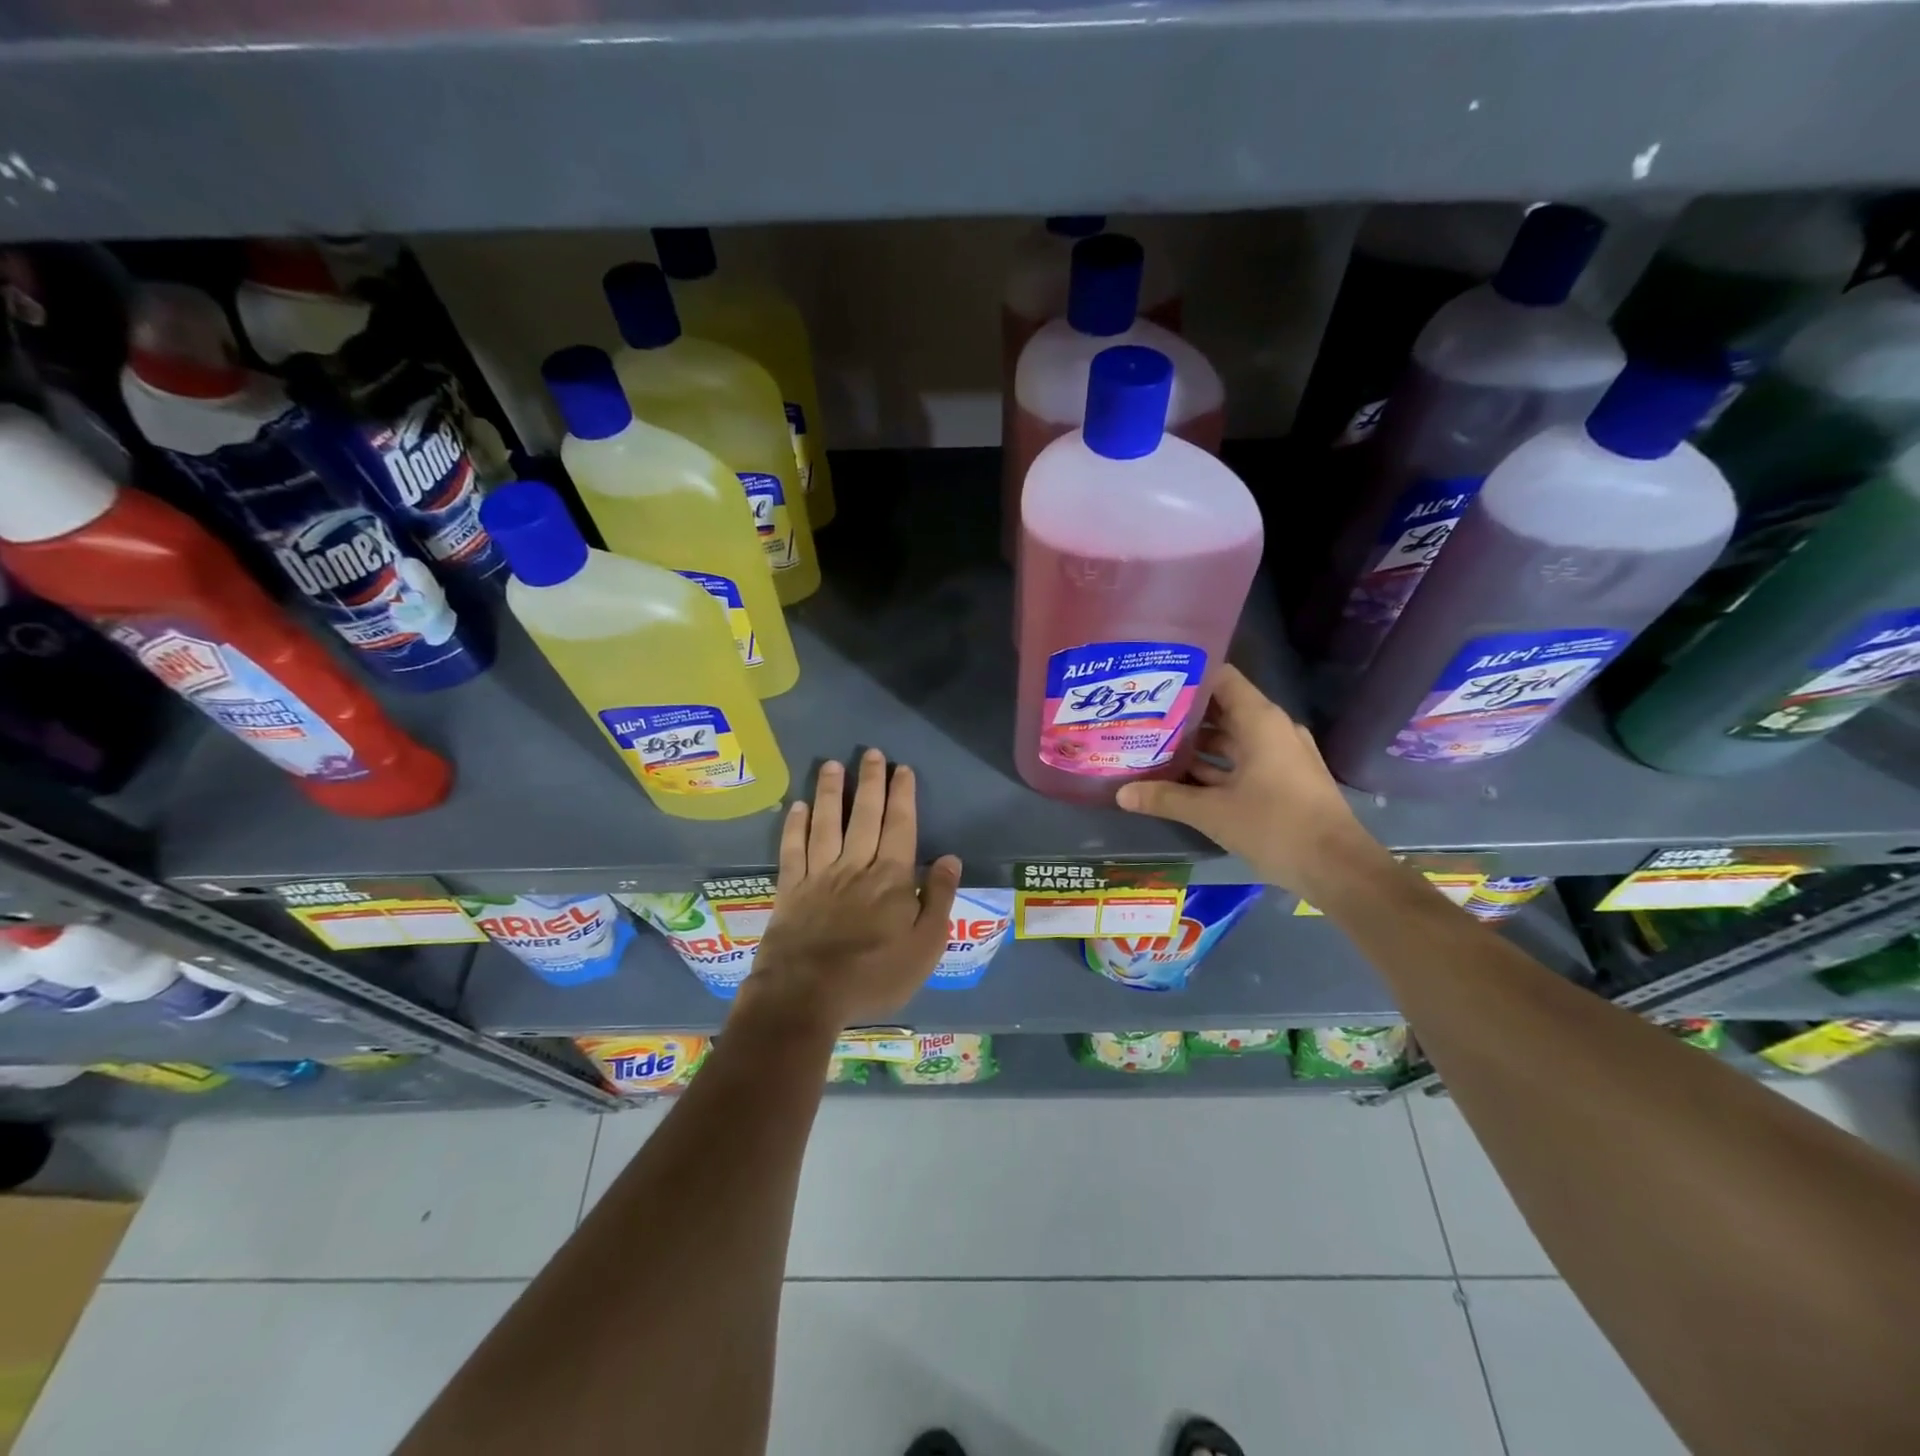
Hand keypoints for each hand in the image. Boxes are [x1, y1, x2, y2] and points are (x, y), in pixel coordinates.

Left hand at [733, 749, 962, 1037]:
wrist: (807, 995)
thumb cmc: (874, 975)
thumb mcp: (925, 946)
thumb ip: (939, 899)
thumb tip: (951, 858)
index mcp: (892, 877)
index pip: (900, 826)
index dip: (902, 795)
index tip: (903, 769)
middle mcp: (855, 865)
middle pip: (864, 815)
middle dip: (869, 782)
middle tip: (872, 753)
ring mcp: (819, 875)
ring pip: (826, 823)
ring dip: (830, 792)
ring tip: (832, 765)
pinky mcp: (790, 889)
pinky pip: (792, 849)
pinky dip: (794, 826)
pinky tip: (797, 807)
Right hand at [1115, 665, 1382, 895]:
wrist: (1337, 869)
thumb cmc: (1275, 826)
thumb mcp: (1212, 812)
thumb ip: (1165, 798)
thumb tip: (1121, 793)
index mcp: (1260, 721)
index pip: (1221, 678)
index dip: (1187, 676)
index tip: (1152, 682)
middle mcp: (1272, 730)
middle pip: (1222, 709)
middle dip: (1183, 715)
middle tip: (1142, 717)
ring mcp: (1280, 756)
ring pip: (1231, 740)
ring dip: (1196, 746)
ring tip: (1153, 747)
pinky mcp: (1283, 781)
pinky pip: (1242, 763)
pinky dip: (1214, 768)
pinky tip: (1181, 779)